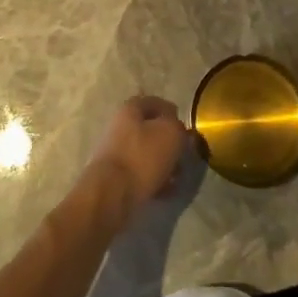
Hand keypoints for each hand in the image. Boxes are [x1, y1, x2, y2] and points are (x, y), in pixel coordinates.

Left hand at [84, 95, 188, 220]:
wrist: (111, 194)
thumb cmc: (142, 156)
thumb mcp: (171, 133)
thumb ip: (178, 127)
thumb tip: (177, 130)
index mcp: (130, 109)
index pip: (154, 103)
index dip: (172, 113)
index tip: (185, 129)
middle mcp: (119, 126)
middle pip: (150, 129)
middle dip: (169, 143)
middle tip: (183, 155)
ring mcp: (116, 152)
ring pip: (147, 153)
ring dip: (163, 163)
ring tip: (177, 177)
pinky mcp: (115, 176)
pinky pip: (140, 173)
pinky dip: (154, 179)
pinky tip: (166, 191)